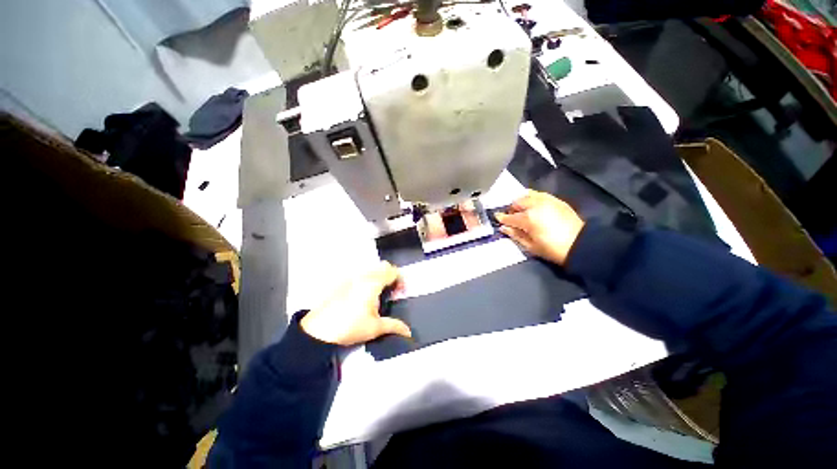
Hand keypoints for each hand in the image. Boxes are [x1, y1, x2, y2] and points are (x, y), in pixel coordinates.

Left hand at [300, 262, 411, 345]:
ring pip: (371, 269)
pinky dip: (367, 279)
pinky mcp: (342, 282)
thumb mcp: (375, 328)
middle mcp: (362, 276)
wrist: (318, 331)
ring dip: (379, 277)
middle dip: (391, 276)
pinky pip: (360, 274)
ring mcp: (351, 277)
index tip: (400, 292)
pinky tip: (363, 297)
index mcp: (373, 283)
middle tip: (391, 292)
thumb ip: (394, 326)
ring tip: (378, 295)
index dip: (401, 280)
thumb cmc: (349, 327)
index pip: (393, 271)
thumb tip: (407, 331)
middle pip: (383, 266)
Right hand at [495, 190, 584, 264]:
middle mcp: (536, 205)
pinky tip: (533, 205)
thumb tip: (504, 228)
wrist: (581, 245)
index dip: (502, 218)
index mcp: (528, 219)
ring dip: (521, 202)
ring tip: (522, 210)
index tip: (497, 217)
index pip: (510, 217)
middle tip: (512, 217)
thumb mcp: (530, 246)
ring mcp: (547, 200)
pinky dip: (532, 198)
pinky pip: (539, 194)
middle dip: (512, 209)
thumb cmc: (553, 249)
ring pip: (527, 195)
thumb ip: (515, 235)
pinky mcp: (556, 200)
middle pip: (517, 202)